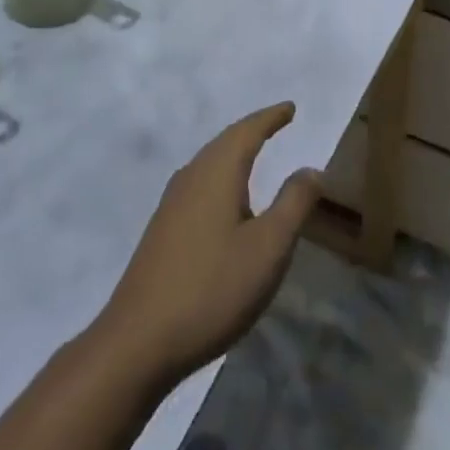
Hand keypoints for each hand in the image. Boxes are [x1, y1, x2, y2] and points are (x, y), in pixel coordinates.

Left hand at [97, 103, 321, 389]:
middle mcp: (191, 176)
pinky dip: (220, 178)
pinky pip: (199, 185)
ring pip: (209, 163)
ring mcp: (171, 203)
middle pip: (225, 142)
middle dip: (252, 130)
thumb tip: (311, 169)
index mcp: (217, 172)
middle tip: (276, 123)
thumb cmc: (212, 288)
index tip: (290, 107)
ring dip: (234, 154)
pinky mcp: (162, 230)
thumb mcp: (268, 248)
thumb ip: (294, 204)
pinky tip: (225, 202)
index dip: (271, 117)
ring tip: (255, 154)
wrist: (138, 341)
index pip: (248, 130)